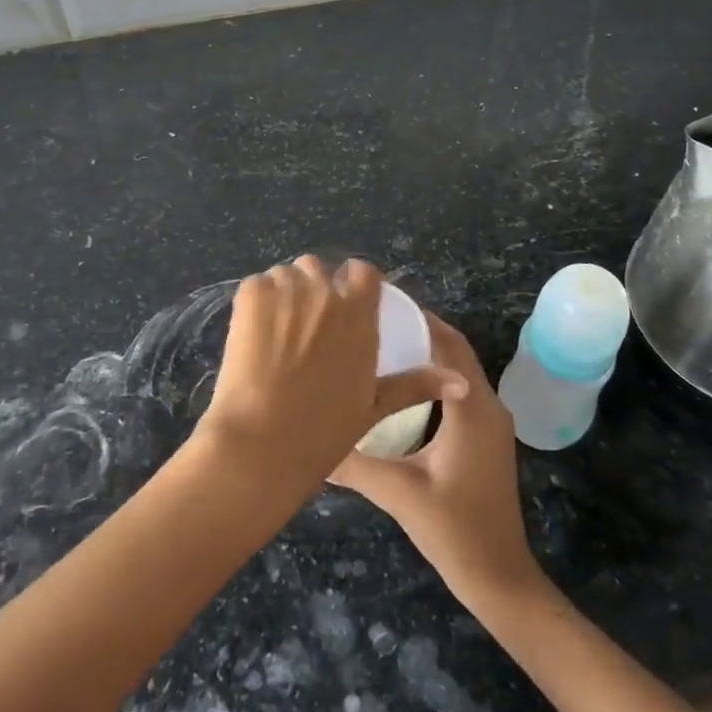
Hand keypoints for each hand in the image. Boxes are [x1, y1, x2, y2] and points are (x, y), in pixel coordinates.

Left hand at [193, 257, 465, 503]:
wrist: (262, 441)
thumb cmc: (324, 430)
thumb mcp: (375, 405)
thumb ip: (416, 384)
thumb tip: (460, 382)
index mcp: (359, 312)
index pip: (362, 271)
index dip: (352, 285)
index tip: (344, 307)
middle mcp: (326, 291)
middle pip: (319, 269)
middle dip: (314, 289)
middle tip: (304, 328)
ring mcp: (286, 288)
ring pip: (287, 275)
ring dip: (285, 293)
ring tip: (277, 332)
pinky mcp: (251, 293)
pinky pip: (258, 284)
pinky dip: (257, 302)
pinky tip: (254, 334)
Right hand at [329, 313, 543, 610]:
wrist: (499, 578)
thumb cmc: (454, 531)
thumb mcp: (398, 493)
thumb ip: (354, 462)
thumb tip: (310, 439)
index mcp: (472, 409)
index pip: (448, 344)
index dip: (419, 318)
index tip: (380, 304)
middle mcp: (487, 406)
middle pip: (456, 350)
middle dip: (420, 329)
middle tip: (374, 319)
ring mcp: (490, 422)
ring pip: (459, 369)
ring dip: (429, 350)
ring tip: (383, 342)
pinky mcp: (485, 437)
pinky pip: (461, 389)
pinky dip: (436, 375)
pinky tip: (403, 383)